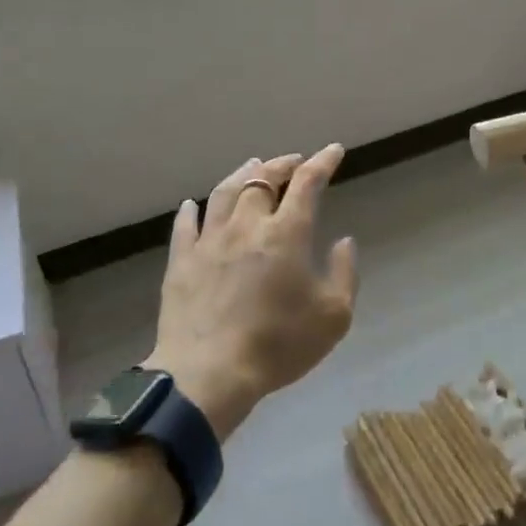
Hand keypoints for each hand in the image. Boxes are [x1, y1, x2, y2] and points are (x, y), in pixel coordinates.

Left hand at [148, 146, 358, 440]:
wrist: (209, 374)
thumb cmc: (278, 345)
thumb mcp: (333, 316)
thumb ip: (344, 273)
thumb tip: (343, 241)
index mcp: (286, 233)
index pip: (307, 183)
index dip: (322, 162)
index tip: (333, 151)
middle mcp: (247, 225)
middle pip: (263, 179)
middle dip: (282, 164)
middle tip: (293, 161)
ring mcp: (209, 240)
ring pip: (225, 193)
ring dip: (242, 175)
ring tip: (252, 166)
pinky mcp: (182, 261)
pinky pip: (185, 225)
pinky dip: (191, 210)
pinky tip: (192, 205)